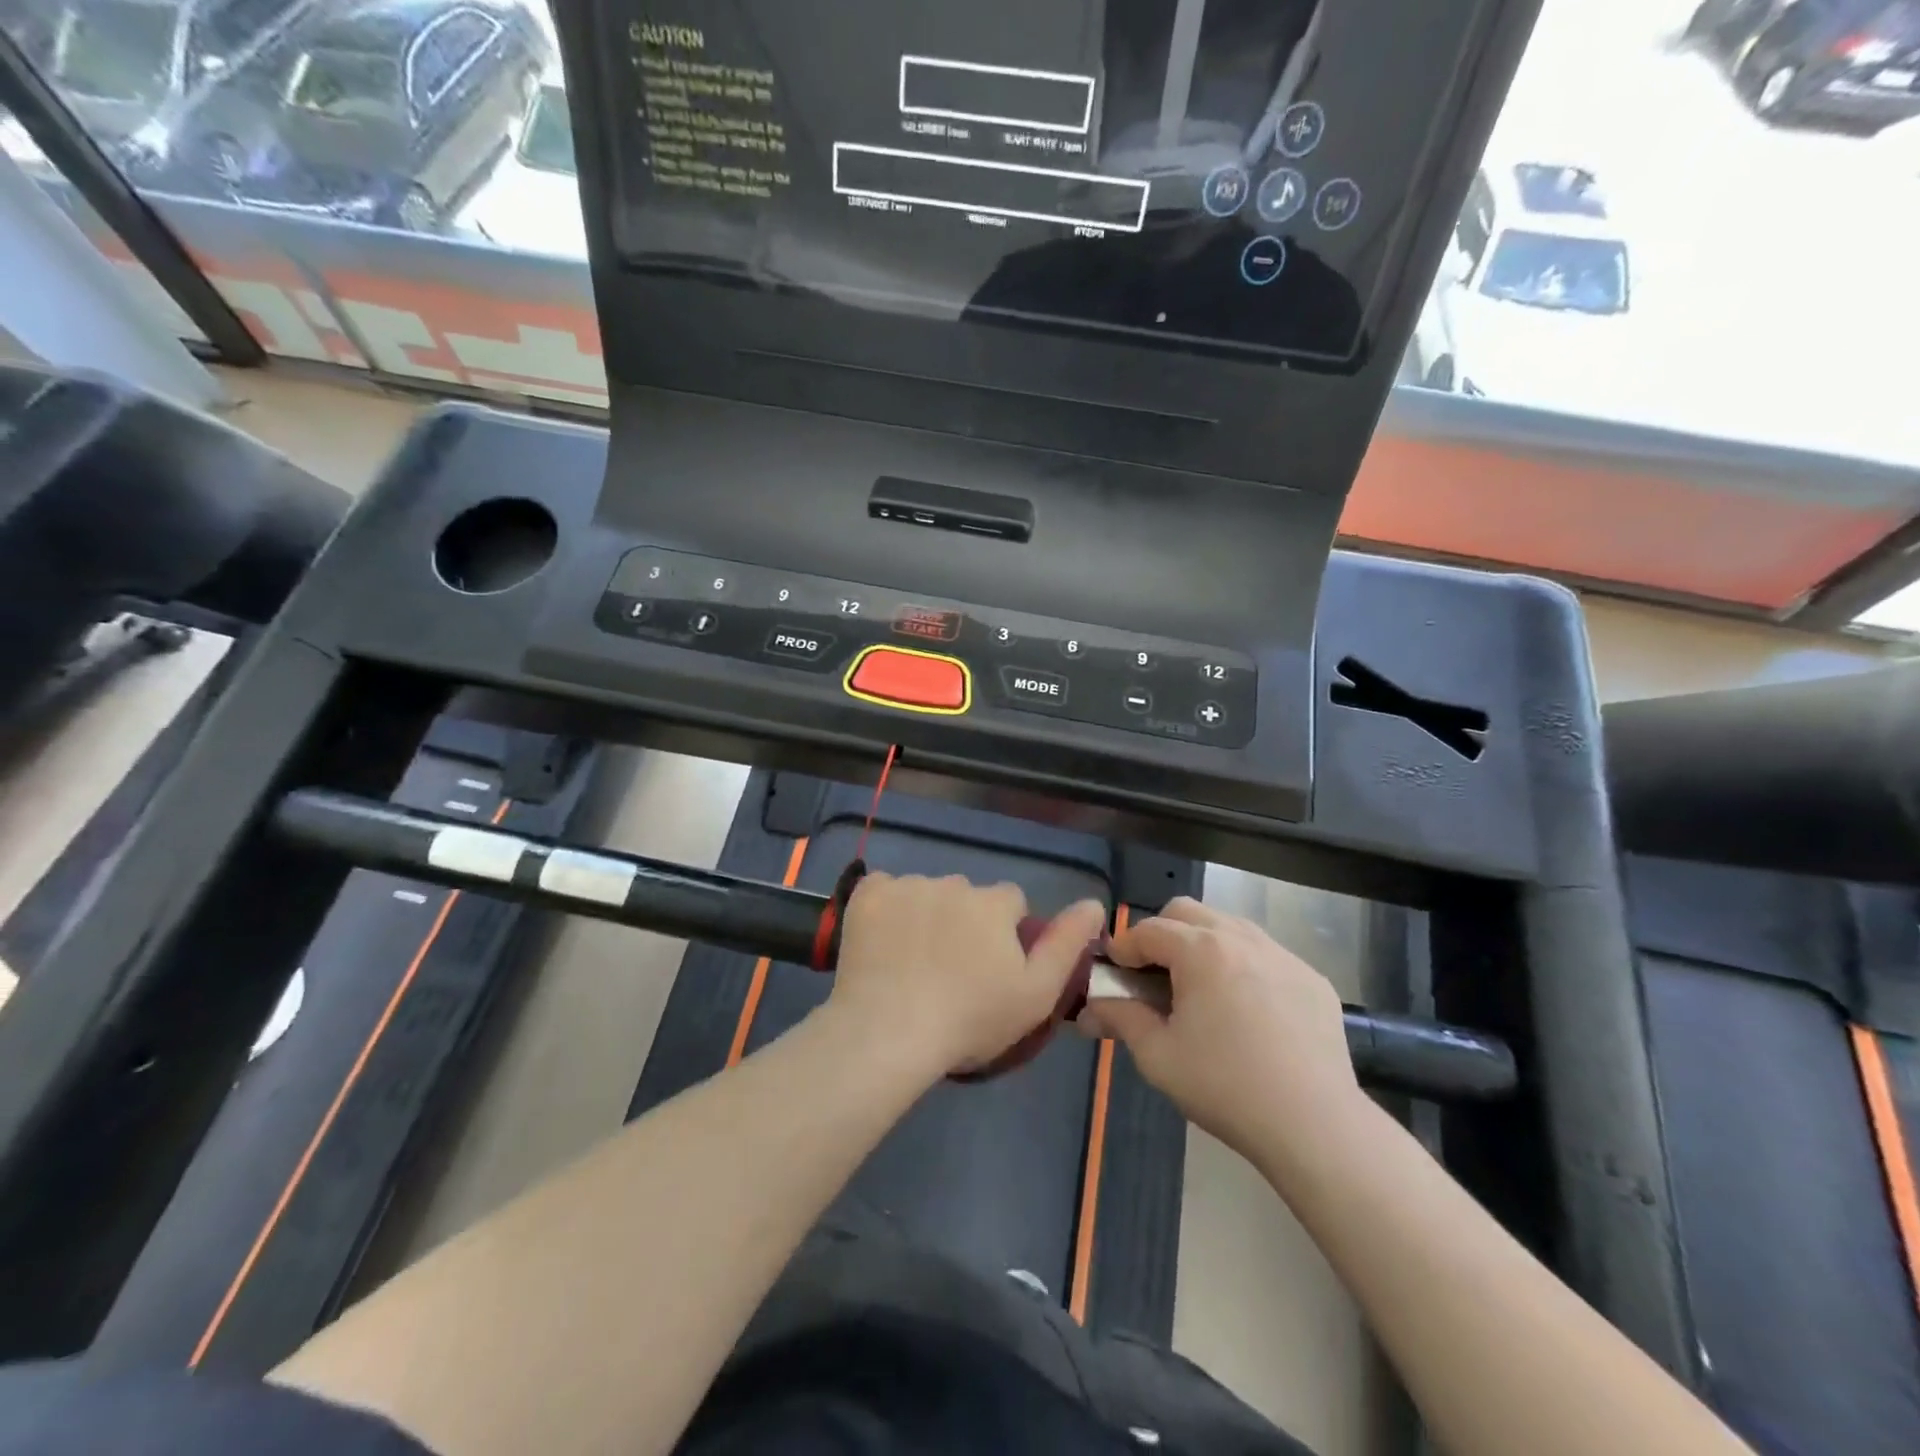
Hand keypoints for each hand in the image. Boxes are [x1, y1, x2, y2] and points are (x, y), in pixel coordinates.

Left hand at [832, 873, 1106, 1077]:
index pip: (1010, 902)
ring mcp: (907, 885)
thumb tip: (1094, 903)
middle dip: (964, 922)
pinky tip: (882, 944)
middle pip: (966, 896)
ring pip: (926, 893)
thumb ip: (1067, 944)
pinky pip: (884, 890)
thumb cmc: (971, 1019)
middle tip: (950, 970)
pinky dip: (886, 910)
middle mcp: (953, 882)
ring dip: (925, 915)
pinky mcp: (868, 894)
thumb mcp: (1036, 993)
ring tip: (912, 964)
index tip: (990, 970)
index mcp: (994, 902)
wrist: (889, 1032)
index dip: (1004, 934)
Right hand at [1080, 897, 1356, 1159]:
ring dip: (1204, 944)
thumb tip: (1089, 1009)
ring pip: (1229, 926)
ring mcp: (1283, 955)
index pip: (1148, 930)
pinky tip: (1248, 1010)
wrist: (1315, 1125)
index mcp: (1200, 950)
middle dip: (1162, 934)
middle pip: (1187, 911)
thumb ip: (1121, 1019)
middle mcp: (1241, 938)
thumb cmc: (1225, 1087)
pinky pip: (1266, 954)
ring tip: (1201, 989)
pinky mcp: (1314, 978)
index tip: (1114, 972)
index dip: (1123, 948)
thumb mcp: (1158, 1056)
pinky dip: (1244, 965)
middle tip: (1155, 976)